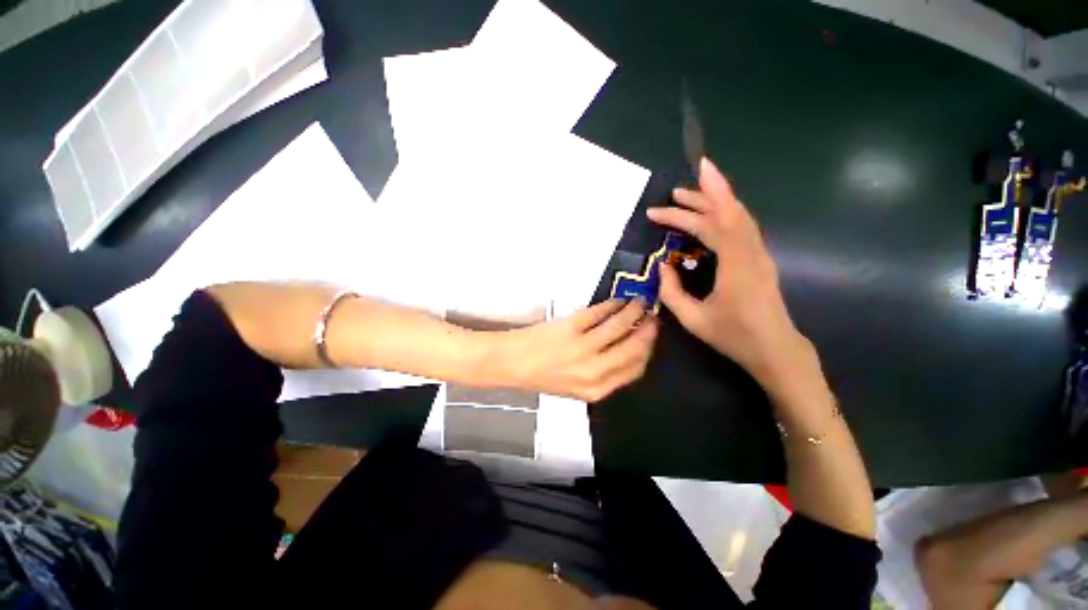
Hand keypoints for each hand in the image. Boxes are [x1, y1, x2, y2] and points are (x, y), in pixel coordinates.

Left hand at [493, 299, 657, 401]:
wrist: (513, 363)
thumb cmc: (543, 375)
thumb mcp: (577, 387)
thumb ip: (603, 375)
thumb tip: (627, 351)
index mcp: (597, 390)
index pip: (635, 369)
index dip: (648, 350)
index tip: (652, 337)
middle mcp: (593, 371)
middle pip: (633, 348)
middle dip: (647, 330)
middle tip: (652, 316)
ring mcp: (582, 348)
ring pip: (619, 326)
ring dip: (632, 311)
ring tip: (638, 302)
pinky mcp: (571, 327)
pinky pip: (599, 313)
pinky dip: (611, 305)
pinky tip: (616, 301)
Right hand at [647, 158, 806, 386]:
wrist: (776, 350)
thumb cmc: (734, 336)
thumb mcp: (693, 319)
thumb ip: (672, 291)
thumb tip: (663, 265)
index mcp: (736, 266)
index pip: (708, 227)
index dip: (680, 216)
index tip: (654, 213)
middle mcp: (752, 252)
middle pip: (729, 212)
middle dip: (702, 195)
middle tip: (675, 190)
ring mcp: (759, 253)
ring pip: (739, 216)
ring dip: (716, 200)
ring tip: (690, 195)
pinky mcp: (760, 258)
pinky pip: (742, 227)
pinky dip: (726, 213)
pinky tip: (711, 215)